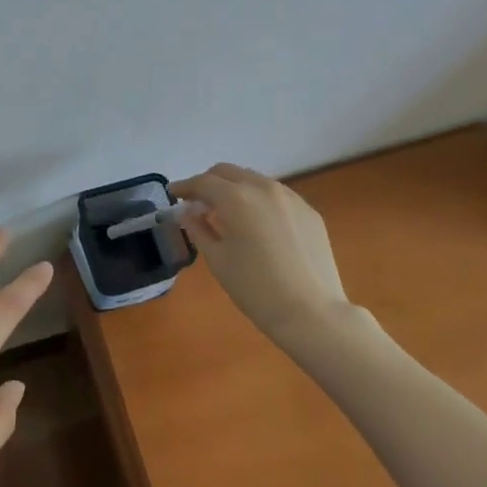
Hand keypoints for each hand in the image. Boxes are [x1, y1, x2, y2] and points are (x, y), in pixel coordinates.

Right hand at [170, 164, 348, 341]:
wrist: (312, 314)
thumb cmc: (256, 289)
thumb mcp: (218, 260)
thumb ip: (199, 229)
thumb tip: (189, 214)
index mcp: (236, 198)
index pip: (203, 182)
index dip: (184, 187)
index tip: (173, 194)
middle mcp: (263, 188)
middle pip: (228, 172)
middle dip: (209, 182)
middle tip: (197, 203)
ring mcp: (291, 198)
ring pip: (254, 180)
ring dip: (235, 189)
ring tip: (227, 213)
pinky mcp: (309, 212)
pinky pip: (276, 196)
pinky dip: (259, 200)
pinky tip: (258, 225)